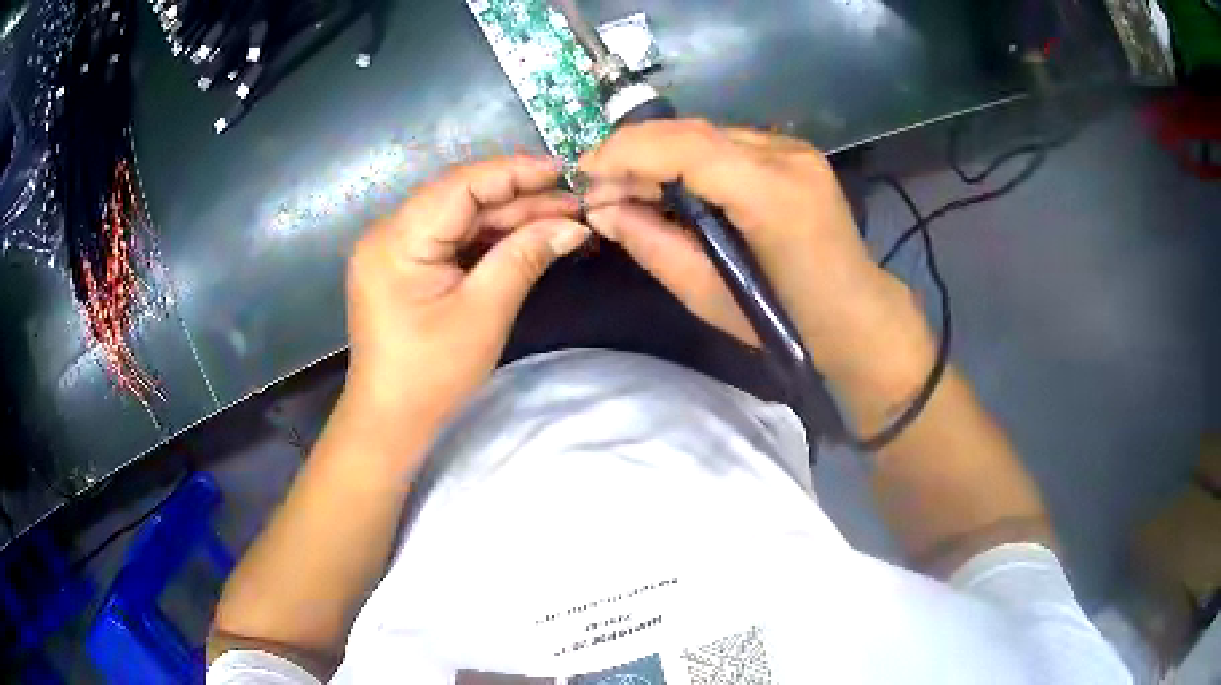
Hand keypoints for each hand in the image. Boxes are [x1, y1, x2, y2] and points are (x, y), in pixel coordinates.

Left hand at [343, 156, 589, 444]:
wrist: (391, 420)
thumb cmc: (432, 373)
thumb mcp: (484, 312)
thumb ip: (525, 256)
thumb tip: (574, 224)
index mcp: (397, 239)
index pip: (460, 184)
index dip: (514, 172)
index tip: (563, 171)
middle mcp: (389, 232)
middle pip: (460, 198)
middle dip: (518, 199)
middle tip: (573, 203)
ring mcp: (394, 248)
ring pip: (459, 217)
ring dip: (508, 218)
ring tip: (561, 218)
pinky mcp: (404, 265)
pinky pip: (450, 239)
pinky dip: (488, 239)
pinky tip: (526, 238)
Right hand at [579, 120, 933, 398]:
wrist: (857, 317)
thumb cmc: (786, 323)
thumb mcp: (707, 296)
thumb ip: (651, 244)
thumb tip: (602, 210)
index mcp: (773, 195)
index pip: (687, 147)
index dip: (627, 151)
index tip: (584, 171)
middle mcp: (787, 157)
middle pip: (694, 132)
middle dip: (635, 151)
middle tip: (598, 185)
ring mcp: (795, 150)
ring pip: (708, 135)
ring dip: (660, 154)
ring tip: (626, 186)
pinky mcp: (795, 154)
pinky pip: (728, 146)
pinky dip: (688, 160)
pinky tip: (670, 184)